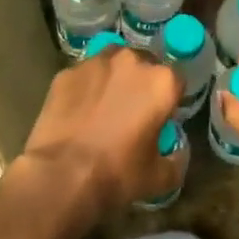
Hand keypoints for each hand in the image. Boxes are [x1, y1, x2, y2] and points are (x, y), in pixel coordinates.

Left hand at [21, 45, 181, 217]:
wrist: (61, 176)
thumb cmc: (118, 174)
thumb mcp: (161, 178)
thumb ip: (177, 159)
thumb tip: (177, 150)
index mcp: (161, 81)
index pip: (176, 80)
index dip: (171, 99)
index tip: (162, 117)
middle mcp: (131, 61)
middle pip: (144, 64)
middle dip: (142, 83)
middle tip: (133, 111)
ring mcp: (95, 63)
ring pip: (112, 63)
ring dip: (113, 79)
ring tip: (104, 107)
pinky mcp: (67, 72)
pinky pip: (84, 76)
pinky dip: (85, 88)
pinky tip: (78, 112)